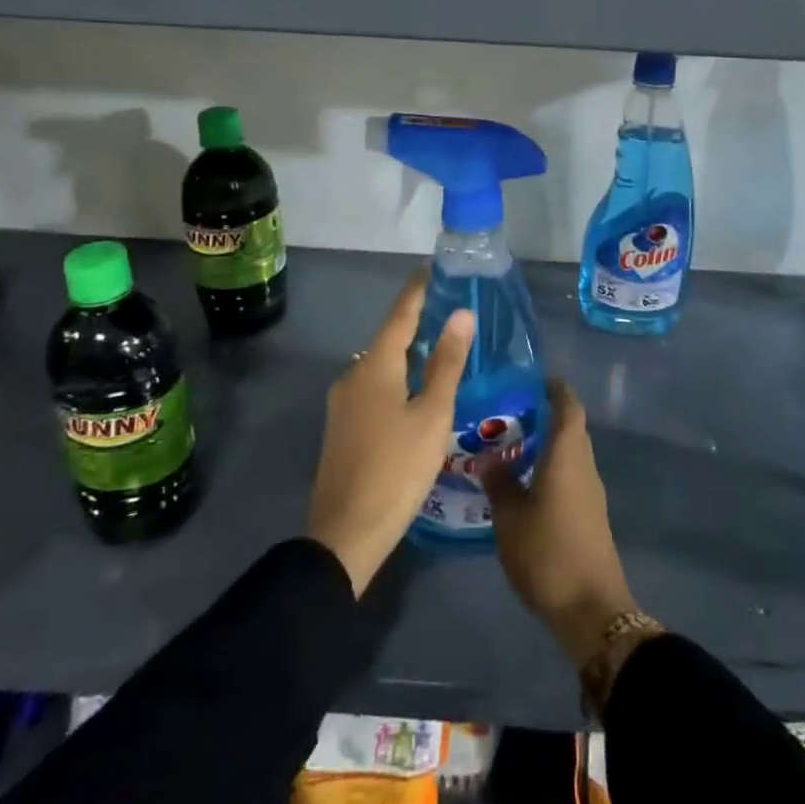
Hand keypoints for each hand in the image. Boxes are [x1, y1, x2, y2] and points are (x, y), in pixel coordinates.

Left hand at [305, 272, 473, 596]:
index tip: (433, 268)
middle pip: (389, 338)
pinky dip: (397, 377)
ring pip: (381, 365)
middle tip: (449, 309)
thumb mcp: (432, 415)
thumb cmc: (396, 469)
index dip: (418, 290)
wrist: (345, 535)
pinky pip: (374, 387)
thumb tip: (461, 315)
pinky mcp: (343, 427)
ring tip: (440, 347)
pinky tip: (416, 390)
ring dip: (408, 352)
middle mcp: (353, 376)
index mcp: (374, 367)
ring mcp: (343, 403)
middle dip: (416, 321)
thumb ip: (447, 363)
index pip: (400, 314)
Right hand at [485, 380, 637, 666]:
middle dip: (542, 415)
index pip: (568, 405)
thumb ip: (499, 483)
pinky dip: (550, 468)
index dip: (553, 388)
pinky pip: (570, 475)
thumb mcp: (510, 518)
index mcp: (568, 454)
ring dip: (545, 444)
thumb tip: (489, 458)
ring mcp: (591, 491)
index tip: (529, 380)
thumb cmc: (548, 553)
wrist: (591, 610)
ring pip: (569, 453)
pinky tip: (523, 483)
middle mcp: (584, 465)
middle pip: (570, 427)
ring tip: (508, 448)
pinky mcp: (590, 514)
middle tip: (506, 414)